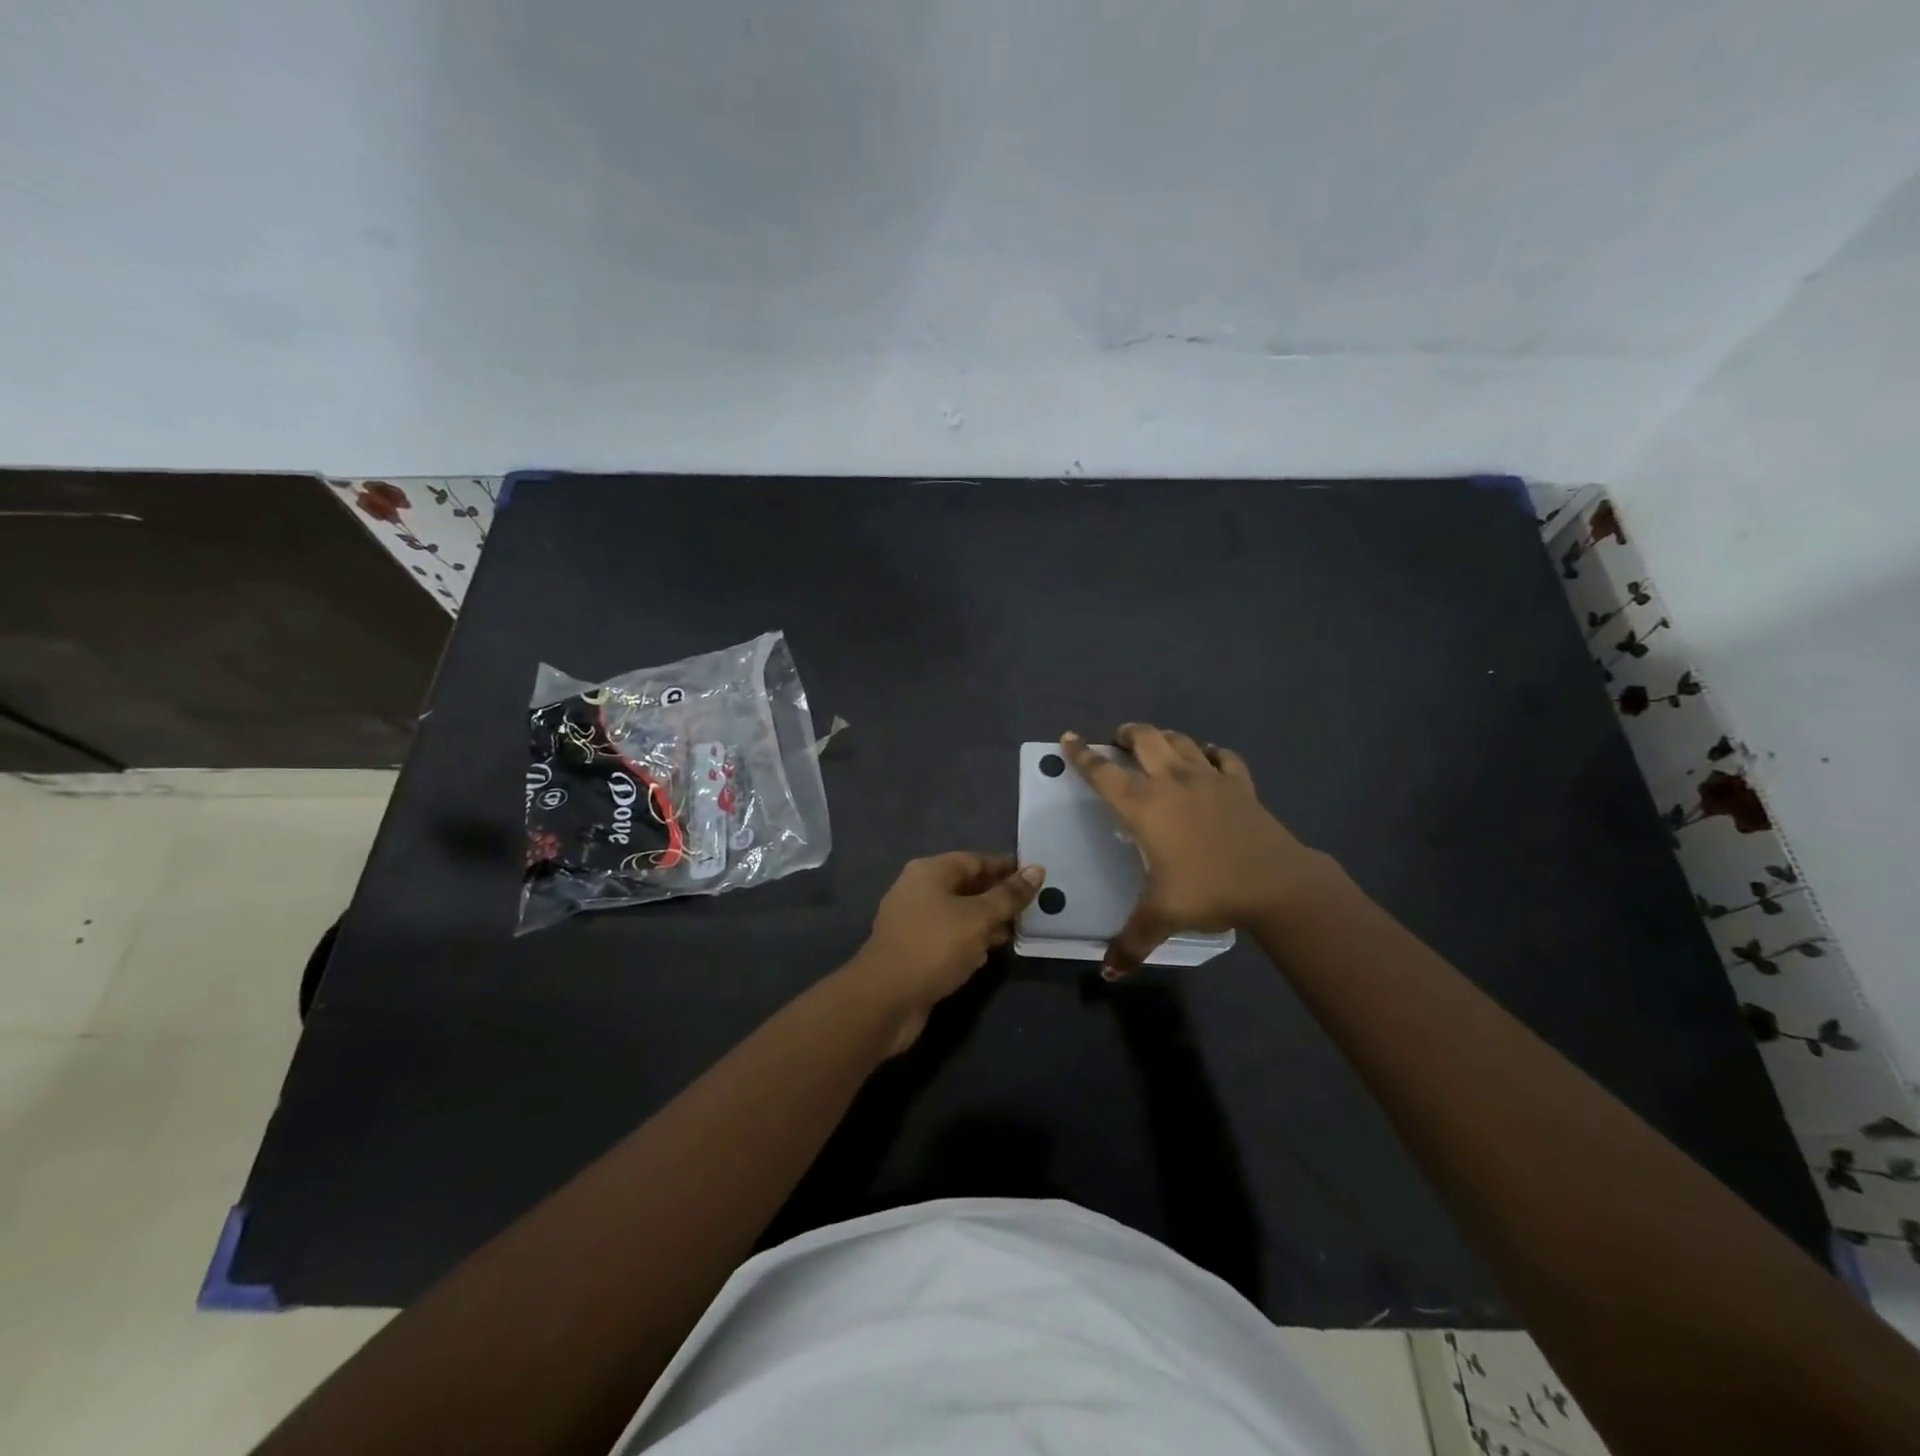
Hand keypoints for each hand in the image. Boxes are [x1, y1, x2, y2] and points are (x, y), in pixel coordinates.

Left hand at [845, 852, 1045, 1053]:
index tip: (1034, 877)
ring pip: (957, 914)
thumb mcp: (978, 918)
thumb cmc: (934, 946)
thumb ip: (1008, 895)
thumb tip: (1036, 870)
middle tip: (1030, 909)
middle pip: (965, 886)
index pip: (974, 860)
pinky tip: (986, 955)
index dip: (1005, 868)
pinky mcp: (912, 951)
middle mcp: (917, 890)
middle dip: (997, 897)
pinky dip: (968, 942)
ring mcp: (912, 922)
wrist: (885, 999)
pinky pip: (947, 938)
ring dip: (985, 922)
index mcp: (929, 872)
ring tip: (1014, 932)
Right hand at [1061, 725, 1327, 977]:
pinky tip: (1208, 758)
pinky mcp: (1241, 785)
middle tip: (1117, 740)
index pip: (1103, 773)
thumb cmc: (1208, 890)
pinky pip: (1223, 757)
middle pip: (1145, 739)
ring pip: (1181, 740)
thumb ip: (1131, 941)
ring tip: (1156, 744)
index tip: (1068, 738)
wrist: (1275, 883)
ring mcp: (1210, 778)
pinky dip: (1210, 753)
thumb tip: (1109, 972)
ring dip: (1163, 737)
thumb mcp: (1161, 917)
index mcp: (1144, 806)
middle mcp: (1172, 781)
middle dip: (1127, 734)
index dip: (1082, 755)